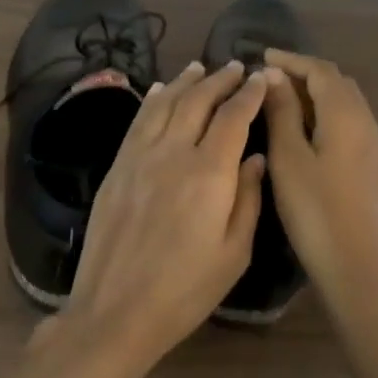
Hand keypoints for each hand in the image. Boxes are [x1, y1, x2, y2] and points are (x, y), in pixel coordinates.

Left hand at [57, 60, 269, 369]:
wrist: (116, 310)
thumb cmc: (185, 290)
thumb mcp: (234, 253)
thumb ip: (248, 199)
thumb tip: (254, 158)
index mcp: (209, 173)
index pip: (233, 117)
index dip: (249, 94)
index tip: (262, 79)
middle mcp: (173, 152)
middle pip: (198, 101)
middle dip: (220, 80)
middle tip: (236, 67)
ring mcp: (139, 157)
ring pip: (165, 104)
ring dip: (185, 82)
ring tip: (200, 67)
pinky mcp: (116, 168)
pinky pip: (137, 122)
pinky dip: (152, 100)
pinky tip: (160, 91)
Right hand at [260, 50, 377, 310]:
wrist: (358, 268)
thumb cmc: (315, 211)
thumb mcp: (289, 158)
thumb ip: (282, 113)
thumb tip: (274, 76)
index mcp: (347, 116)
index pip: (321, 70)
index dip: (291, 59)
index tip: (261, 57)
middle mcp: (368, 125)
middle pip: (338, 84)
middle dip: (305, 74)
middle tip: (270, 79)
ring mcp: (376, 149)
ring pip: (347, 106)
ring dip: (316, 96)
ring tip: (282, 104)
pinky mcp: (375, 171)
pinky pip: (351, 127)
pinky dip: (326, 117)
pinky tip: (306, 136)